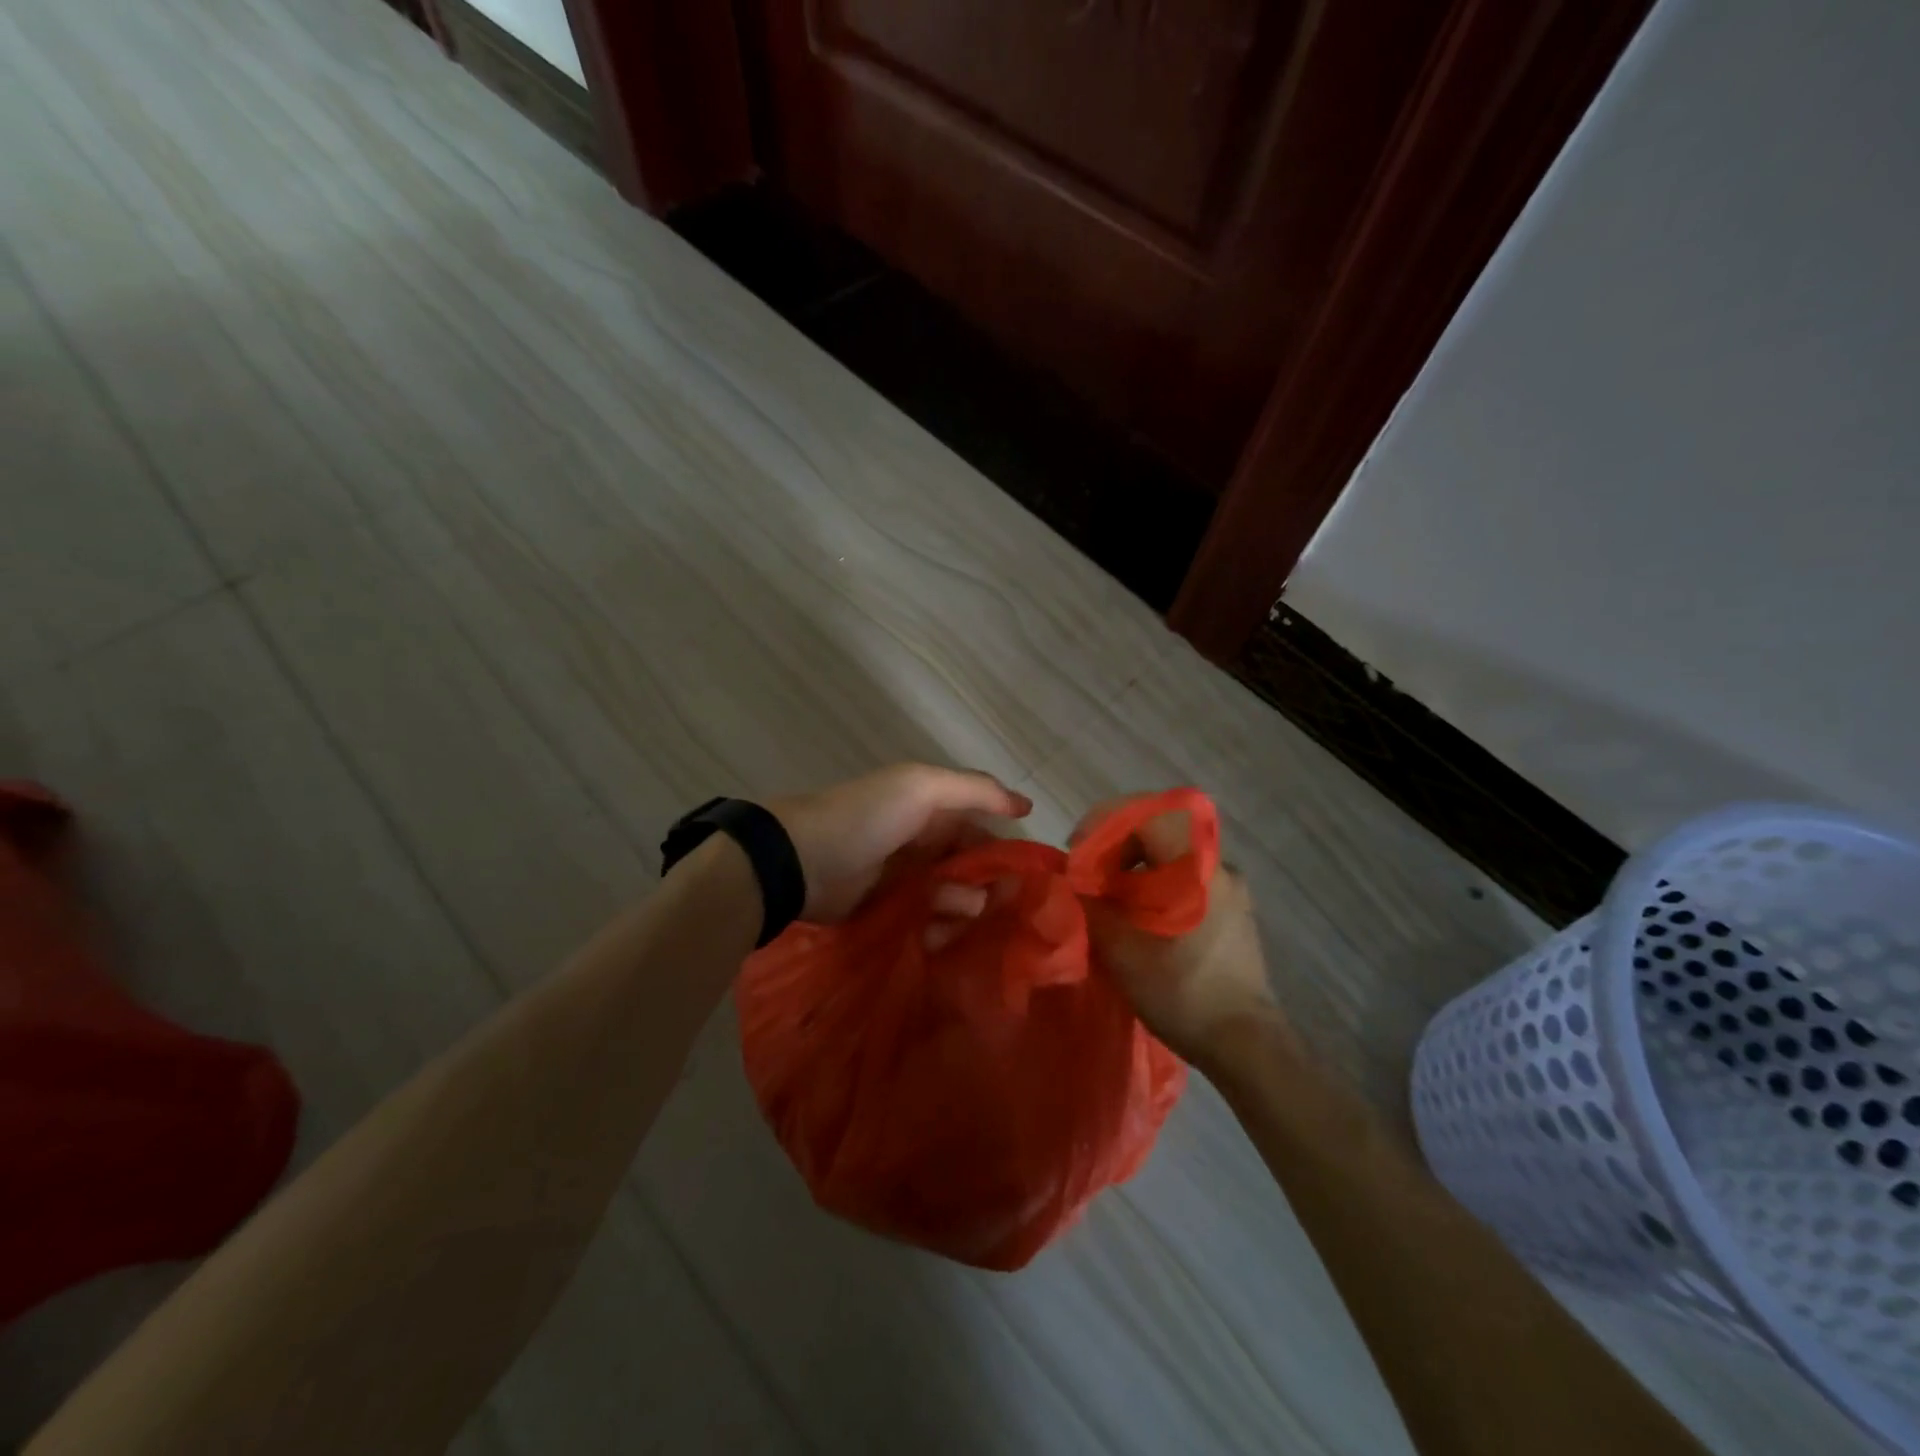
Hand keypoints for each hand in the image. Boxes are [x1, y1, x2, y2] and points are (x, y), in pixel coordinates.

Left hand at [769, 764, 1031, 922]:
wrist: (801, 860)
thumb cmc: (867, 817)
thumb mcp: (922, 786)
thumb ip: (976, 791)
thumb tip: (1026, 806)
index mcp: (931, 809)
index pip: (981, 828)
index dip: (1003, 848)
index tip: (1025, 874)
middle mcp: (923, 843)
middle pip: (970, 868)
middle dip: (987, 885)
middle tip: (997, 905)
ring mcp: (906, 880)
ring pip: (953, 898)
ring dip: (962, 908)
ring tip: (956, 915)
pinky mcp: (891, 913)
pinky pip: (928, 922)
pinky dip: (938, 928)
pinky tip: (937, 935)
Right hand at [1072, 796, 1285, 1066]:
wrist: (1246, 1046)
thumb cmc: (1183, 993)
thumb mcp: (1122, 952)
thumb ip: (1091, 907)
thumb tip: (1070, 882)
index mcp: (1197, 868)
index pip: (1148, 814)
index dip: (1104, 823)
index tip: (1078, 852)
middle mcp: (1219, 867)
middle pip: (1159, 829)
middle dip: (1116, 844)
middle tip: (1089, 874)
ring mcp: (1230, 889)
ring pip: (1172, 854)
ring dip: (1134, 865)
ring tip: (1108, 898)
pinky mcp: (1232, 911)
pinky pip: (1186, 876)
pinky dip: (1155, 882)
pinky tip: (1138, 916)